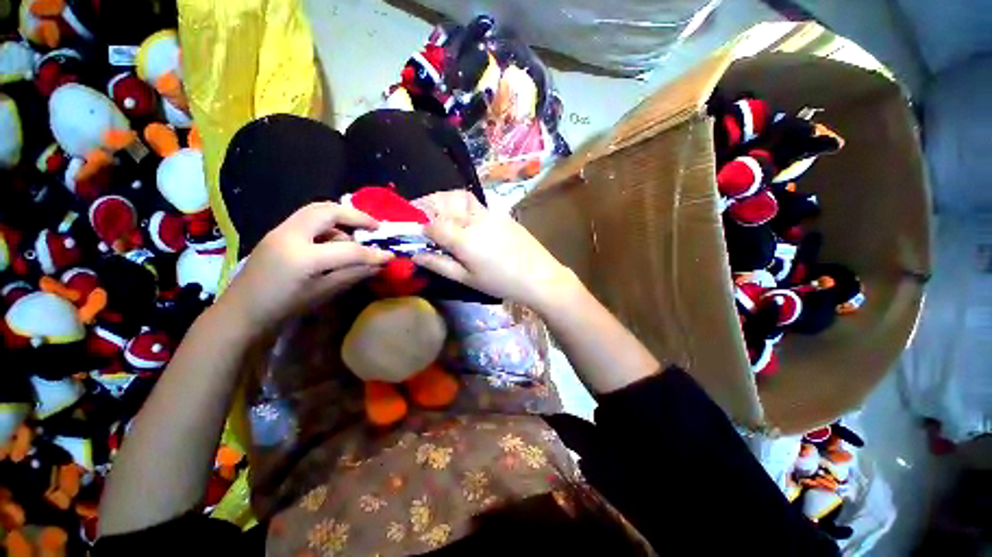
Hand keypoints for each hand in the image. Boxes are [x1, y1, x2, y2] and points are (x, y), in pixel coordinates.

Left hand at [219, 202, 393, 330]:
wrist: (242, 311)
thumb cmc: (284, 307)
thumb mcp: (323, 293)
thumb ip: (353, 274)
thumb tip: (379, 265)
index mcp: (302, 257)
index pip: (348, 249)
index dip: (373, 253)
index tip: (390, 255)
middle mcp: (290, 235)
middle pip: (328, 210)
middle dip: (356, 216)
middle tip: (375, 227)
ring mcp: (280, 230)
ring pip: (316, 210)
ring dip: (340, 218)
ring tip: (355, 236)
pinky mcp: (277, 232)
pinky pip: (307, 219)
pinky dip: (327, 224)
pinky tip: (334, 240)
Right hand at [412, 194, 575, 309]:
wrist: (538, 275)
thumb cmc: (500, 282)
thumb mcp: (467, 279)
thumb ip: (439, 264)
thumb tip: (414, 255)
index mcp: (463, 238)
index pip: (431, 225)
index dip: (420, 229)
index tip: (416, 235)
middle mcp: (473, 219)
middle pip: (442, 203)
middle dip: (426, 208)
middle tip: (423, 219)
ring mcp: (489, 212)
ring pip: (459, 197)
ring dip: (444, 201)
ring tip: (442, 216)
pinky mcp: (500, 212)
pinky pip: (476, 203)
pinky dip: (463, 205)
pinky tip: (466, 220)